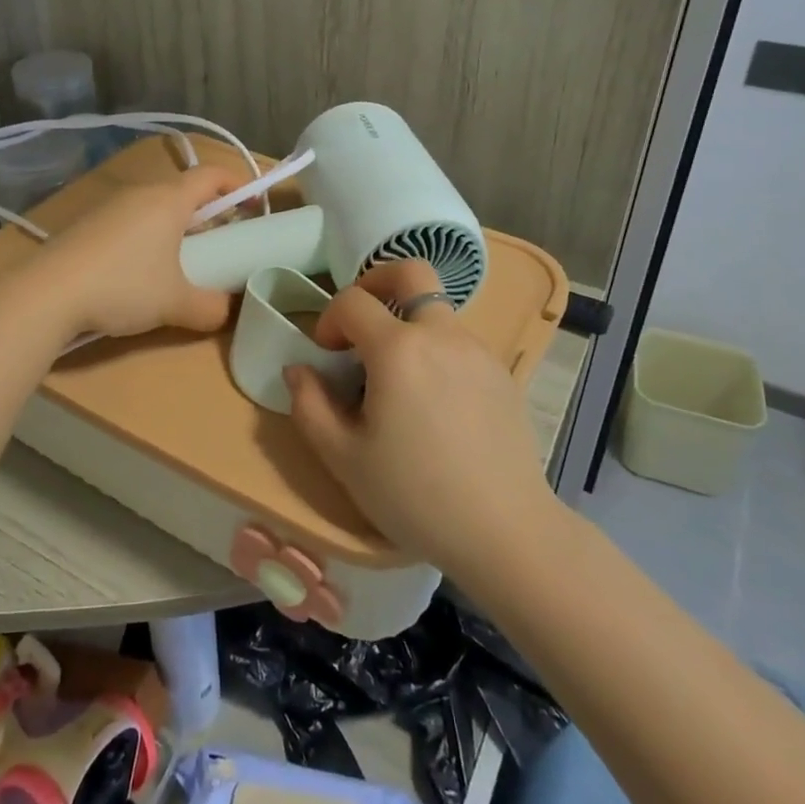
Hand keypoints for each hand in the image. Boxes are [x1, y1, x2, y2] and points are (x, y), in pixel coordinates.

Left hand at [25, 166, 237, 338]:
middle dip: (209, 213)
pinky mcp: (87, 227)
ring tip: (184, 261)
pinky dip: (148, 238)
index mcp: (168, 200)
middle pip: (183, 191)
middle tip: (222, 242)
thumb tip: (227, 311)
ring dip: (176, 227)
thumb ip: (211, 307)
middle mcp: (139, 194)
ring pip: (155, 208)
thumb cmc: (123, 286)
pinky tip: (142, 272)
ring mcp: (109, 208)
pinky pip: (130, 222)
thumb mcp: (176, 303)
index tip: (254, 207)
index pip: (211, 175)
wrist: (46, 294)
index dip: (238, 184)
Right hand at [284, 259, 558, 575]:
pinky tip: (434, 403)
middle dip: (376, 281)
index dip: (329, 318)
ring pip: (436, 310)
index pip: (352, 301)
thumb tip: (298, 369)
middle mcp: (441, 335)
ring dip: (408, 324)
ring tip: (397, 378)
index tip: (325, 354)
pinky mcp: (502, 373)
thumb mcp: (344, 458)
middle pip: (411, 272)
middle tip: (361, 320)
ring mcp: (478, 351)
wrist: (505, 532)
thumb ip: (308, 405)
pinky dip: (436, 351)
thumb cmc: (415, 495)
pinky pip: (459, 343)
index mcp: (398, 349)